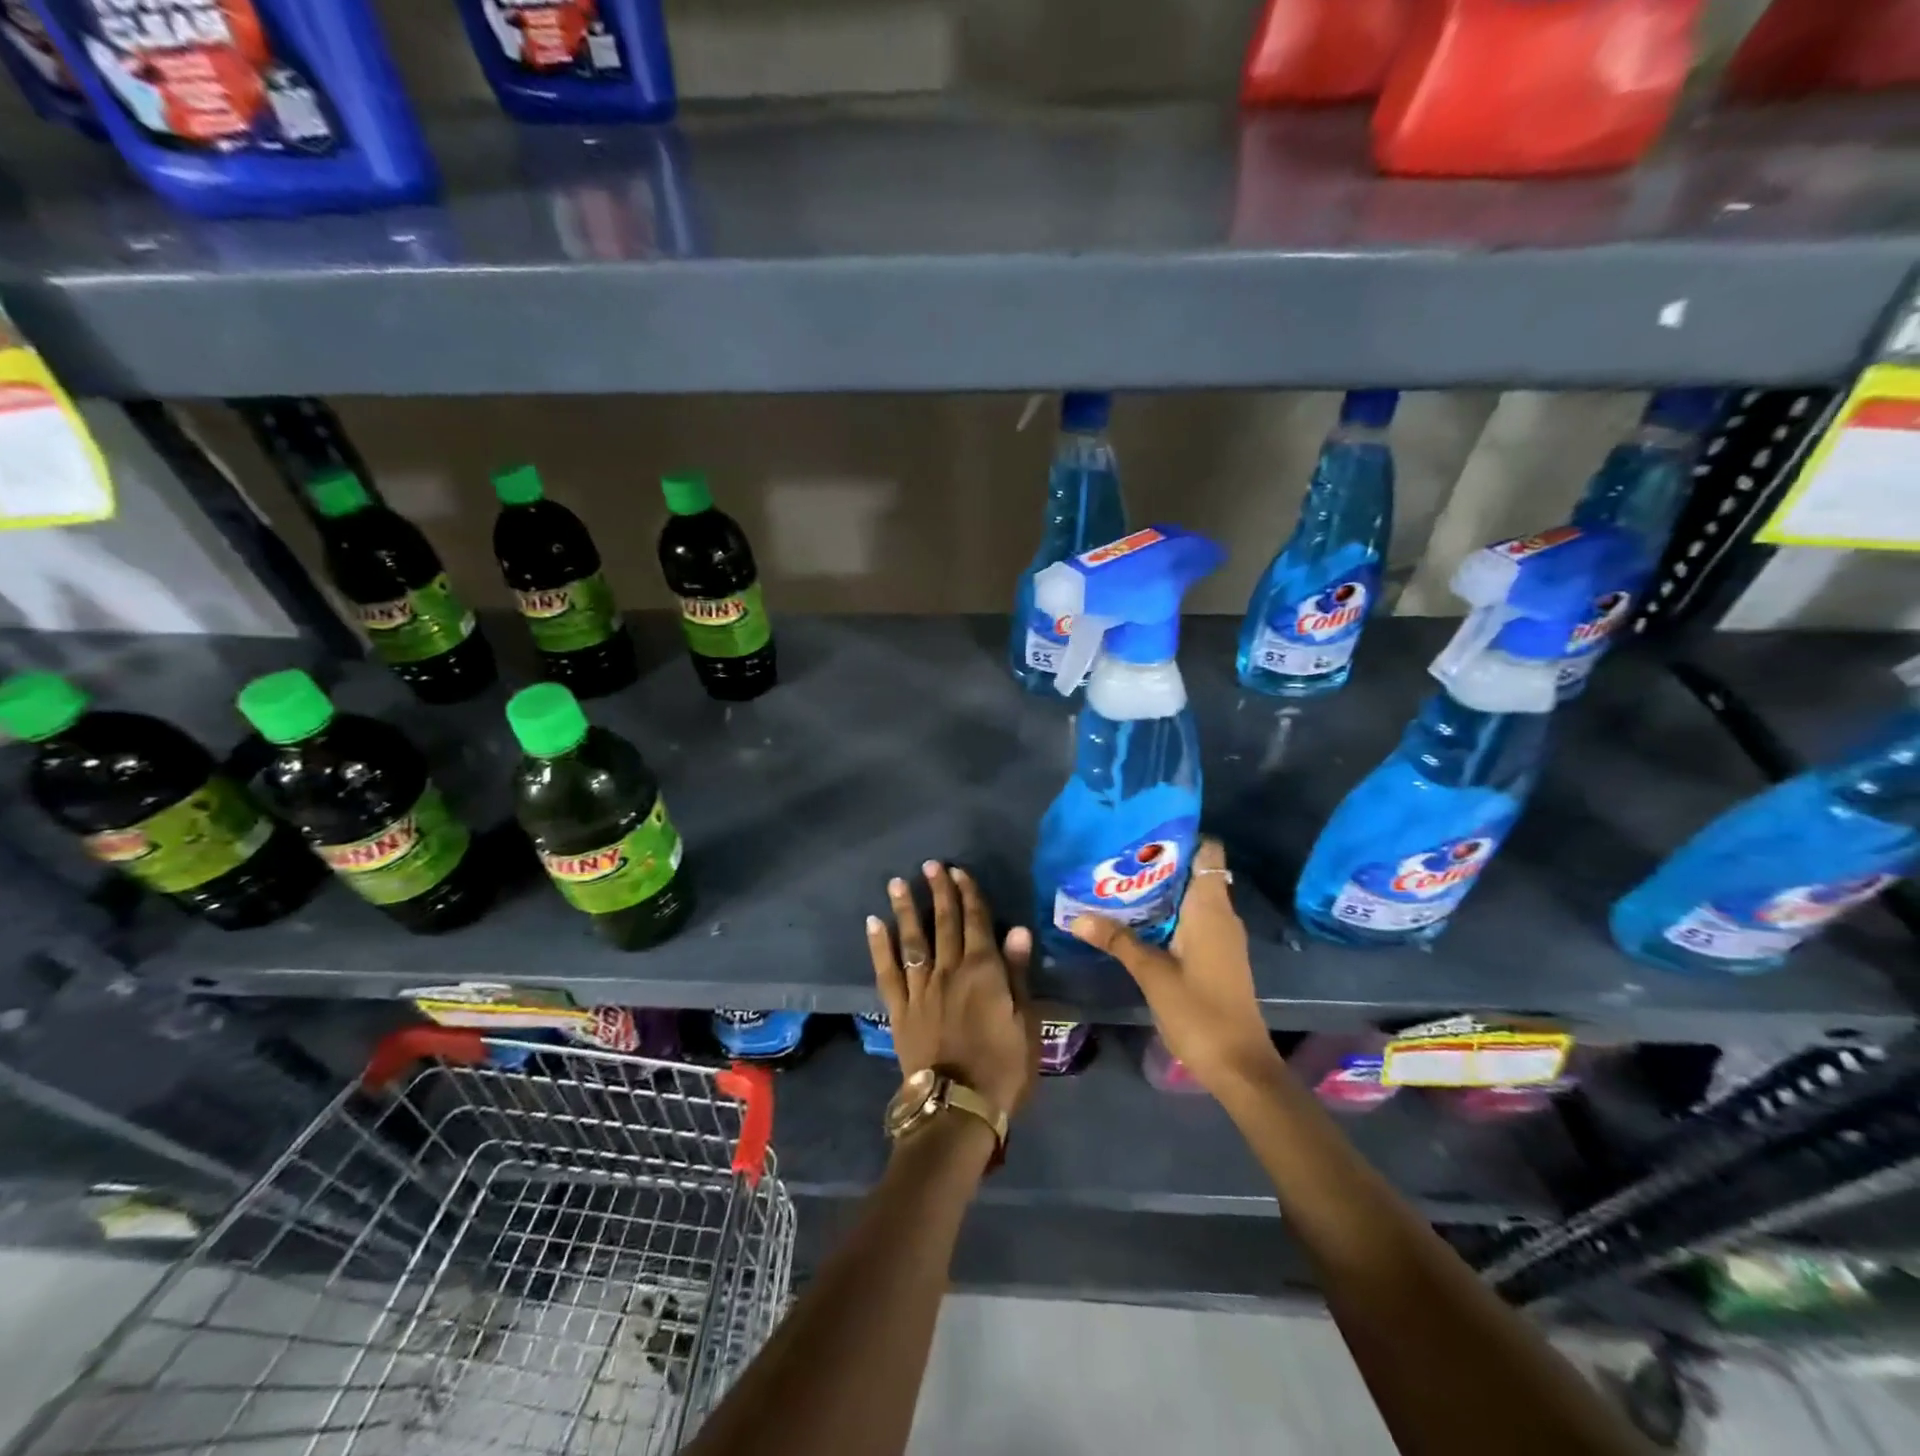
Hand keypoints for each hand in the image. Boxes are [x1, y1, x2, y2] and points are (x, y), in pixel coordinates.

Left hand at [867, 861, 1039, 1119]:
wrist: (957, 1108)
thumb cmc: (1002, 1069)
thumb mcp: (1025, 1023)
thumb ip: (1018, 974)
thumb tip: (1018, 930)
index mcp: (983, 971)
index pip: (977, 922)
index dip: (969, 895)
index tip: (960, 872)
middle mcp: (949, 970)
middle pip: (945, 923)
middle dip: (939, 892)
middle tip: (931, 865)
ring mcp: (920, 988)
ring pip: (913, 939)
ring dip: (906, 908)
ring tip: (897, 882)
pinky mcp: (899, 1009)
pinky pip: (887, 971)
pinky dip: (880, 945)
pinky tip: (874, 923)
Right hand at [1070, 838, 1280, 1098]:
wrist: (1239, 1066)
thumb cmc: (1199, 1012)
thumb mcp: (1152, 974)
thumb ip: (1117, 941)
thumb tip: (1077, 917)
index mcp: (1211, 909)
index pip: (1207, 851)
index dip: (1180, 837)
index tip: (1143, 833)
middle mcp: (1220, 915)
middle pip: (1193, 872)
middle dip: (1157, 864)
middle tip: (1116, 859)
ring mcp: (1220, 937)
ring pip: (1189, 898)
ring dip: (1159, 892)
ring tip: (1117, 884)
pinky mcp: (1216, 956)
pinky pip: (1190, 920)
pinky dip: (1166, 915)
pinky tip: (1135, 921)